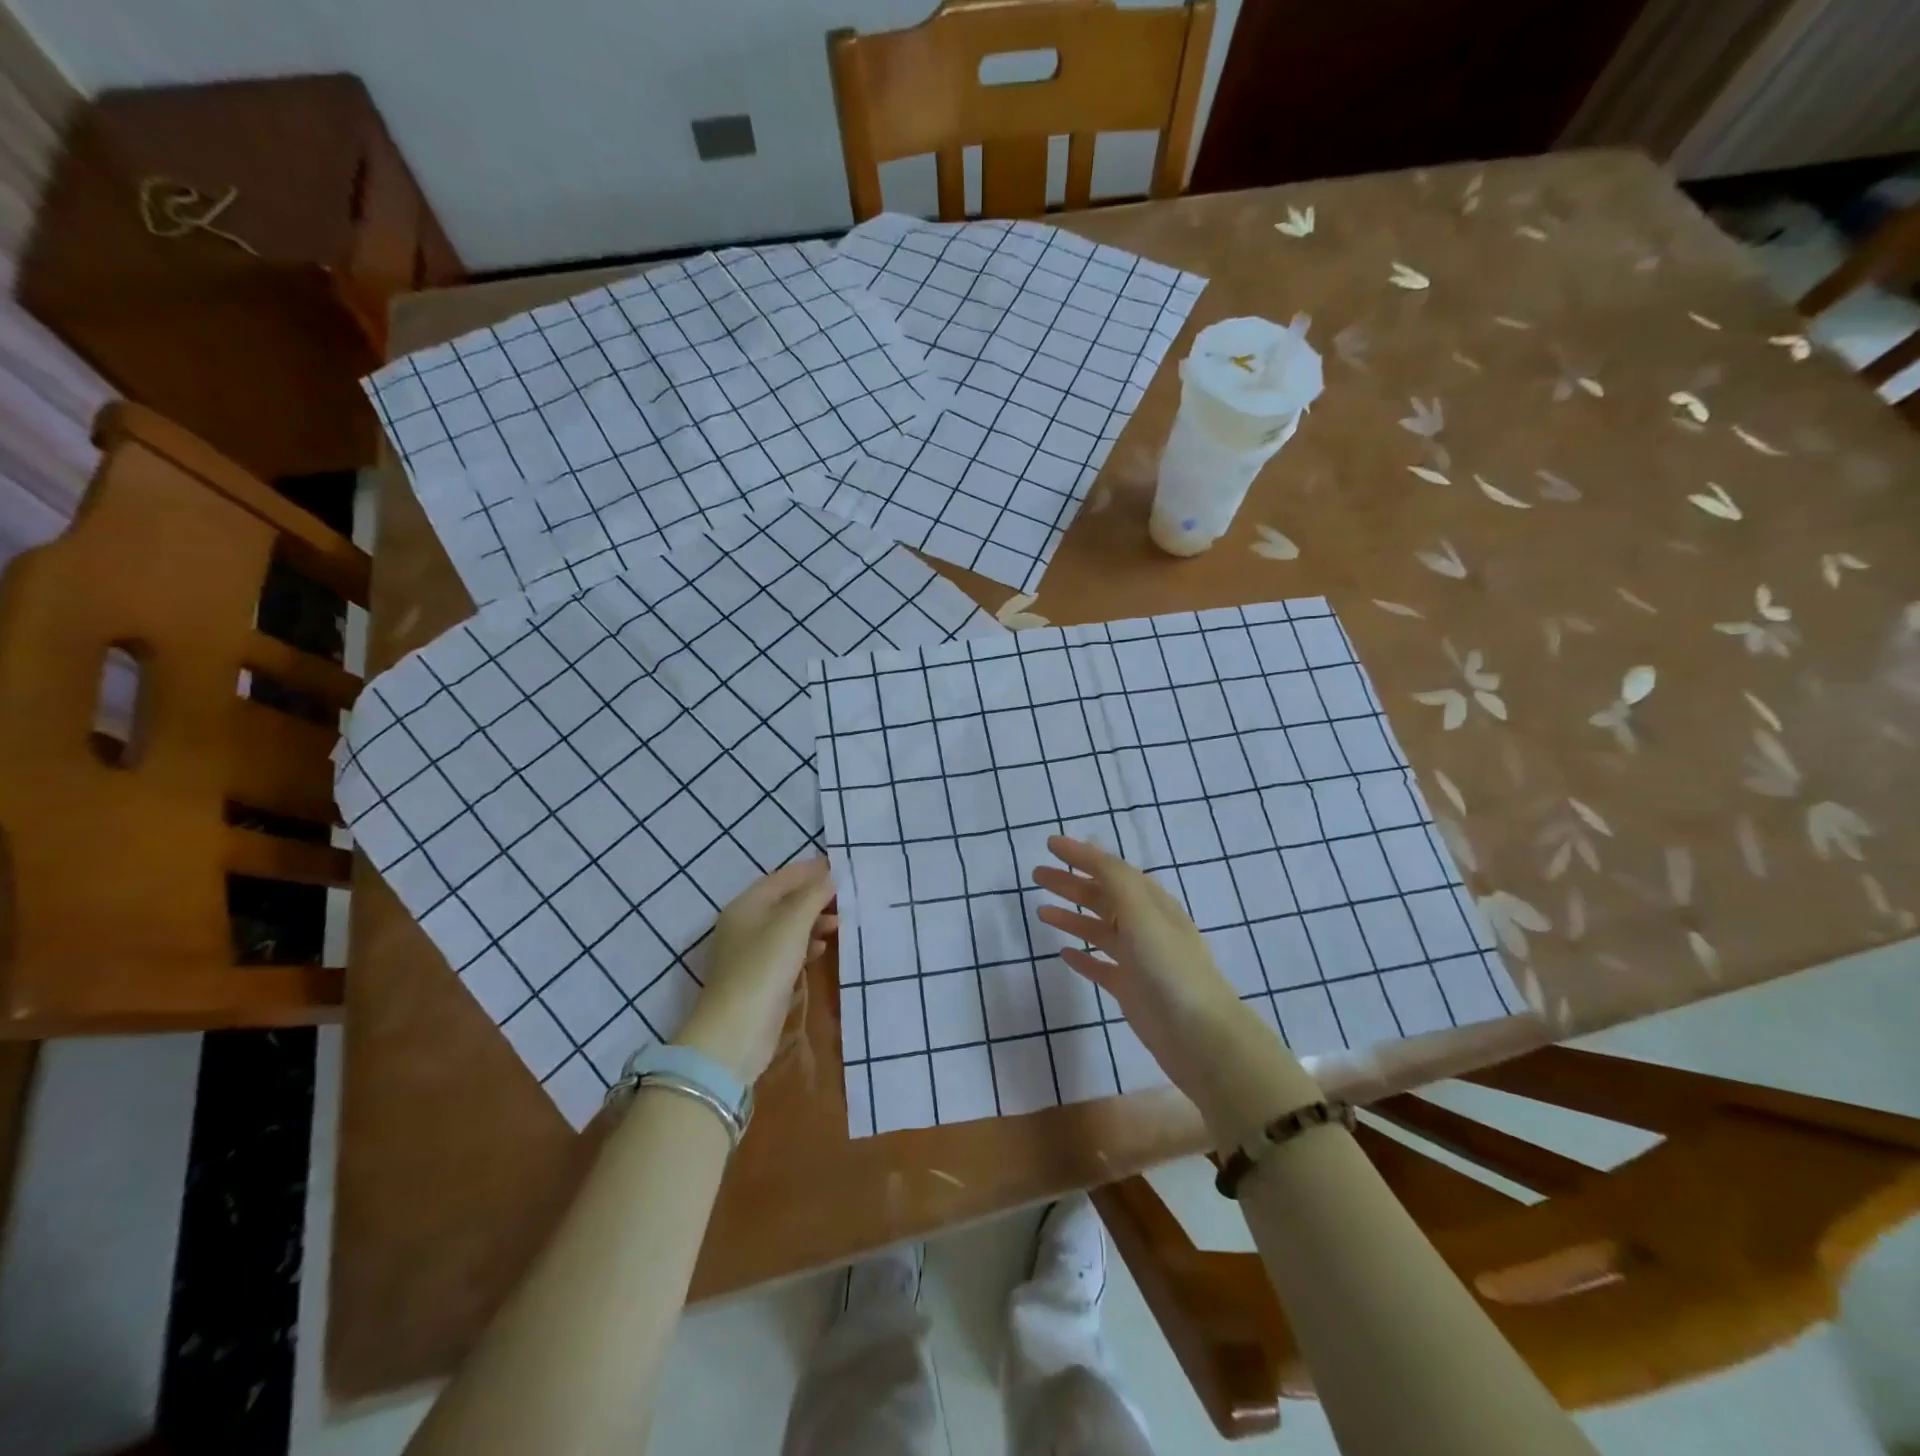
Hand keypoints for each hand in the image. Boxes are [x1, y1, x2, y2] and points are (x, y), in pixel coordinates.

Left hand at [675, 857, 837, 1084]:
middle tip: (846, 896)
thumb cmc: (764, 967)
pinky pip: (786, 951)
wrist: (736, 1032)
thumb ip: (813, 896)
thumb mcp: (792, 924)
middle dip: (814, 897)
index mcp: (746, 905)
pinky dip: (806, 945)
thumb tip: (830, 876)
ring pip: (787, 927)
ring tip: (840, 924)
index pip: (783, 877)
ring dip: (813, 922)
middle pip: (784, 901)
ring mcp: (750, 953)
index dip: (811, 870)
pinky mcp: (759, 978)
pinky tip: (822, 949)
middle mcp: (744, 924)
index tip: (841, 866)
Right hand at [1032, 836, 1315, 1134]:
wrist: (1198, 1033)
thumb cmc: (1168, 965)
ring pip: (1097, 929)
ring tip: (1040, 911)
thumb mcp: (1141, 911)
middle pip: (1101, 896)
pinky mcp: (1129, 989)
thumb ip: (1114, 878)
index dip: (1081, 855)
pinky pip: (1100, 965)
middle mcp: (1144, 925)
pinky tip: (1062, 953)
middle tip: (1036, 875)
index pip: (1110, 869)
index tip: (1050, 844)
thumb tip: (1089, 849)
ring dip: (1070, 916)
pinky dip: (1081, 956)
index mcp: (1150, 902)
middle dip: (1070, 883)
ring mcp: (1137, 958)